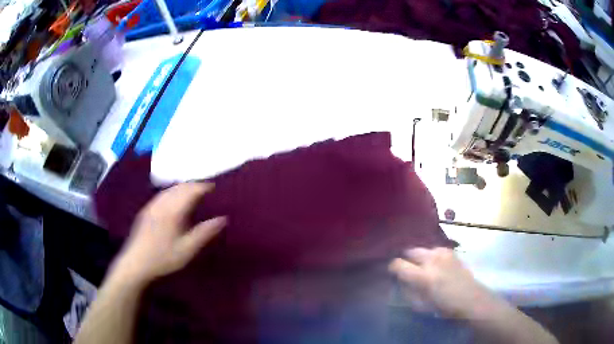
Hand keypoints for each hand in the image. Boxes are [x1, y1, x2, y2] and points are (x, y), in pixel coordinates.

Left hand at [112, 182, 226, 285]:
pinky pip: (162, 194)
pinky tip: (174, 199)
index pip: (190, 191)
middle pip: (179, 187)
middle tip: (206, 189)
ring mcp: (152, 205)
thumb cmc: (163, 258)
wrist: (136, 263)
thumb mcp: (187, 249)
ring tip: (193, 191)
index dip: (203, 186)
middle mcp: (161, 203)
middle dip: (193, 185)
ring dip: (183, 187)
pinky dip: (172, 191)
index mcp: (172, 210)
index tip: (214, 187)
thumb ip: (204, 233)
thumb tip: (223, 219)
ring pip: (169, 189)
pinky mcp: (146, 210)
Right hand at [389, 247, 495, 318]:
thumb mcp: (420, 305)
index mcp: (423, 276)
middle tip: (404, 268)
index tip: (391, 272)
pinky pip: (434, 249)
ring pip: (422, 248)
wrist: (471, 300)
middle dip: (404, 258)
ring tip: (419, 266)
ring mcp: (443, 253)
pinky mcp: (451, 251)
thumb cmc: (444, 308)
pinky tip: (433, 264)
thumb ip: (407, 291)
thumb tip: (399, 280)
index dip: (391, 267)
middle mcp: (432, 259)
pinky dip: (429, 255)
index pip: (398, 264)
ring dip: (417, 257)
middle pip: (409, 250)